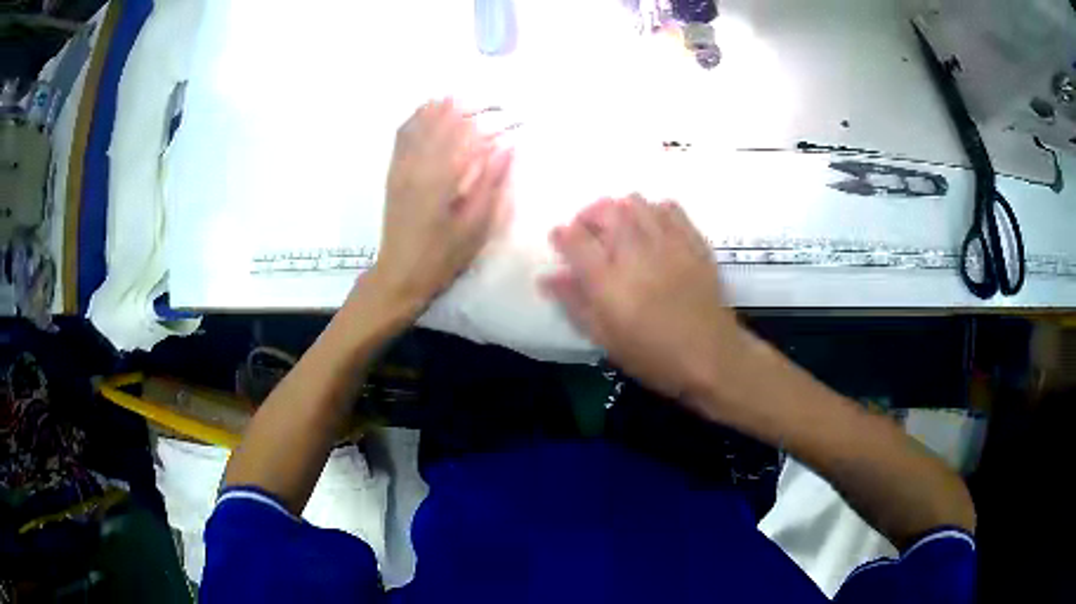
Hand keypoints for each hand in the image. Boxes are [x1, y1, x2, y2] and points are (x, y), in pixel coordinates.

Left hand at [366, 98, 512, 314]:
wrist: (401, 275)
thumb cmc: (443, 255)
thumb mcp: (476, 225)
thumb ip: (490, 182)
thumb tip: (506, 147)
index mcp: (439, 176)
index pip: (460, 130)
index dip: (480, 114)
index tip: (499, 105)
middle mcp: (416, 164)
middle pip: (437, 121)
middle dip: (460, 105)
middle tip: (482, 98)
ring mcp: (400, 167)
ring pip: (417, 124)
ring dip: (437, 107)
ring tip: (456, 97)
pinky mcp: (393, 174)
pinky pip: (402, 137)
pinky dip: (415, 119)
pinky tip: (425, 113)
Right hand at [543, 195, 742, 401]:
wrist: (711, 356)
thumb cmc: (653, 355)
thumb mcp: (605, 339)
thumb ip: (575, 303)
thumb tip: (549, 277)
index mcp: (608, 280)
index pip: (575, 239)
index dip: (562, 235)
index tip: (560, 239)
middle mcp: (635, 253)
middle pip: (605, 211)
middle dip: (590, 214)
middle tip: (588, 229)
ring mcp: (668, 243)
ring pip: (637, 203)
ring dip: (620, 208)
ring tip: (620, 225)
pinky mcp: (693, 242)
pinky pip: (671, 209)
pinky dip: (655, 209)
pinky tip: (653, 224)